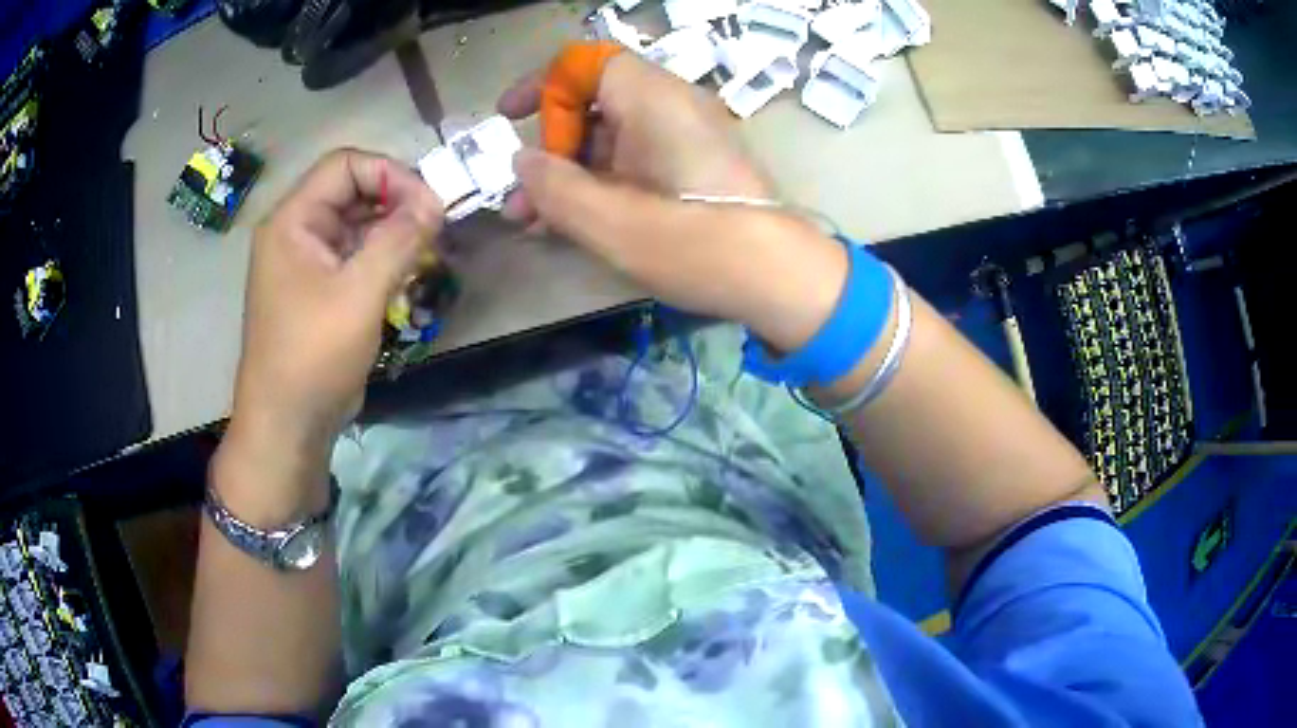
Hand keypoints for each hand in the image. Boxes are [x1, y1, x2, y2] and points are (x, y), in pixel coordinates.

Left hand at [228, 150, 443, 469]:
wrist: (288, 424)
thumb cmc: (313, 356)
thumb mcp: (359, 294)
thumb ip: (399, 240)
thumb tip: (435, 202)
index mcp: (292, 221)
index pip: (344, 165)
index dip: (389, 173)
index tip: (428, 203)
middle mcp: (296, 232)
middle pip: (351, 191)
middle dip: (396, 200)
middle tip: (436, 224)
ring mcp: (306, 261)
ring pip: (356, 223)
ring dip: (393, 229)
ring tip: (428, 247)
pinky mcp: (319, 288)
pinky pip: (354, 254)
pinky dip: (383, 255)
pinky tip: (409, 270)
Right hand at [498, 51, 846, 351]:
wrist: (777, 278)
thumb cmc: (694, 243)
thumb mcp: (608, 220)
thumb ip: (553, 187)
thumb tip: (523, 163)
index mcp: (653, 98)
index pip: (586, 64)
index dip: (541, 84)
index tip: (508, 118)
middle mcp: (671, 106)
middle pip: (594, 103)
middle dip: (548, 147)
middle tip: (519, 198)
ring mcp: (685, 137)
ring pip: (610, 137)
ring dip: (568, 173)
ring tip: (532, 221)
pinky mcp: (692, 168)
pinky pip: (634, 160)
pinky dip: (600, 183)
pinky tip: (571, 223)